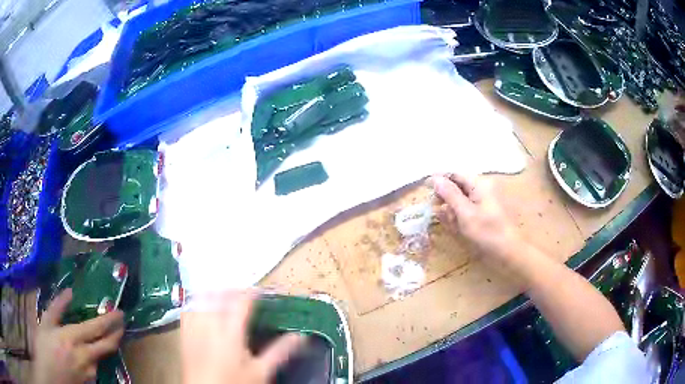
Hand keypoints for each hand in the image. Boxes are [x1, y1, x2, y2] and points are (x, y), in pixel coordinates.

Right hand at [32, 289, 124, 383]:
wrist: (50, 375)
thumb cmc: (42, 348)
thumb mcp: (44, 323)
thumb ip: (57, 307)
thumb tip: (69, 292)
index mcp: (72, 339)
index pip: (97, 328)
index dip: (111, 320)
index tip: (120, 312)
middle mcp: (85, 357)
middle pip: (107, 346)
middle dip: (117, 334)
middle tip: (121, 324)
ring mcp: (89, 373)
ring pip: (100, 358)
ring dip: (103, 347)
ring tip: (101, 335)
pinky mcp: (89, 383)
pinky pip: (94, 369)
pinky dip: (93, 358)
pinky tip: (85, 353)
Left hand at [181, 290, 305, 383]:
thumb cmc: (235, 383)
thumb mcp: (261, 371)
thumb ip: (280, 352)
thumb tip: (300, 337)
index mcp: (231, 333)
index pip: (241, 302)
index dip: (252, 292)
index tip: (261, 291)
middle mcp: (210, 325)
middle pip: (219, 295)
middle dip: (233, 290)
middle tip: (244, 294)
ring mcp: (194, 327)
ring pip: (202, 298)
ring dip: (214, 293)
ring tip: (225, 297)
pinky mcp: (184, 332)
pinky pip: (188, 308)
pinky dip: (198, 303)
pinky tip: (204, 308)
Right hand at [431, 173, 522, 262]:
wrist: (508, 252)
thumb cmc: (487, 233)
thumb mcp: (465, 213)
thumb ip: (449, 194)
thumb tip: (434, 178)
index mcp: (479, 184)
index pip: (455, 174)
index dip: (440, 179)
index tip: (425, 188)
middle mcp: (482, 189)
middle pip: (457, 186)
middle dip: (446, 198)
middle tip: (438, 211)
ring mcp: (484, 201)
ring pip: (460, 200)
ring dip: (452, 210)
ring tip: (452, 224)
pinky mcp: (484, 213)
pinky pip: (467, 210)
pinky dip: (459, 217)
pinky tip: (458, 228)